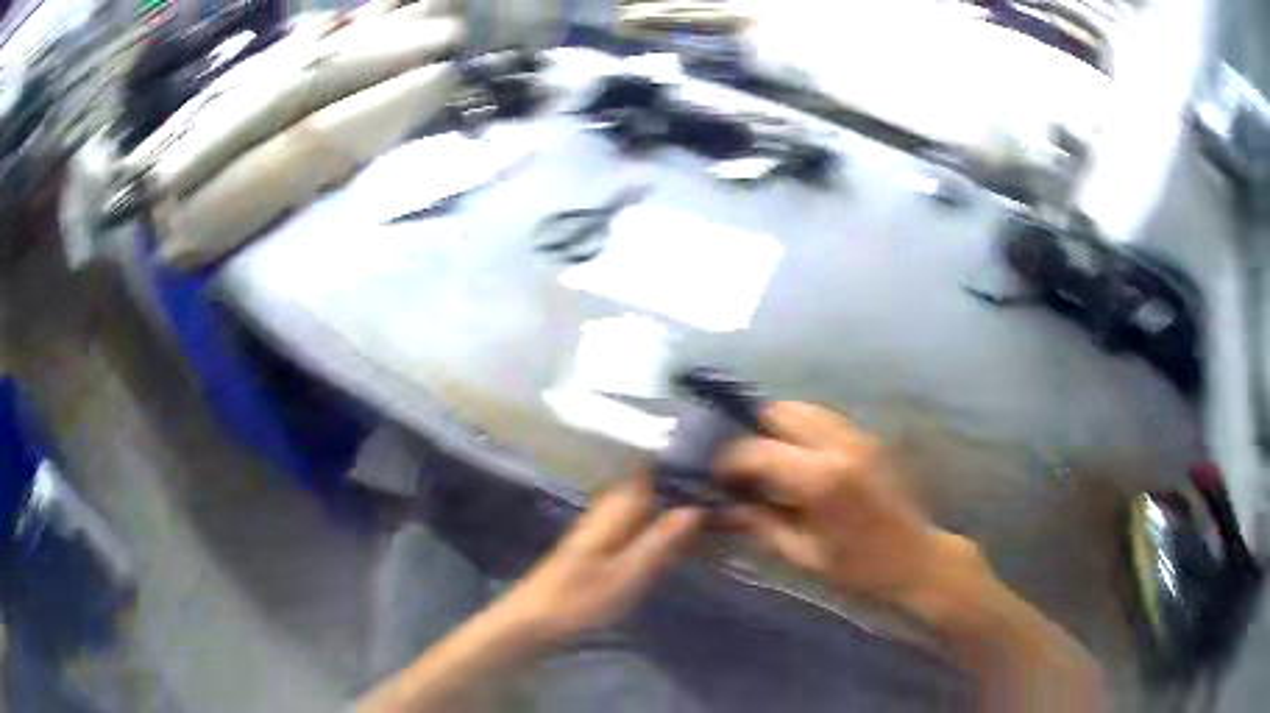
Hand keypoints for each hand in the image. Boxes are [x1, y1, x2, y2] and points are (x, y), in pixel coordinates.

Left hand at [497, 472, 703, 645]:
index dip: (667, 469)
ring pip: (627, 510)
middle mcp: (598, 518)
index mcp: (608, 516)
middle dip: (663, 487)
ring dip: (652, 507)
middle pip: (634, 491)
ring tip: (684, 514)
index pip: (640, 478)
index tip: (698, 468)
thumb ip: (658, 543)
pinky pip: (620, 529)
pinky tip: (650, 541)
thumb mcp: (626, 575)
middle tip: (699, 493)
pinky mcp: (583, 556)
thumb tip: (693, 509)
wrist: (529, 623)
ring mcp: (588, 536)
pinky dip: (640, 527)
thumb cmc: (579, 600)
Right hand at [715, 401, 983, 608]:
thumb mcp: (801, 554)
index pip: (756, 450)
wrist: (916, 559)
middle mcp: (838, 443)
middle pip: (778, 412)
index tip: (711, 475)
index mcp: (821, 477)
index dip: (726, 460)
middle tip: (737, 464)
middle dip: (750, 432)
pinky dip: (798, 430)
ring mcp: (856, 434)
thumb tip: (721, 504)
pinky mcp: (867, 436)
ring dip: (774, 427)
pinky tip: (794, 458)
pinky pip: (821, 418)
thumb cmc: (859, 568)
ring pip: (801, 408)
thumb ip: (759, 522)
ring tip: (763, 459)